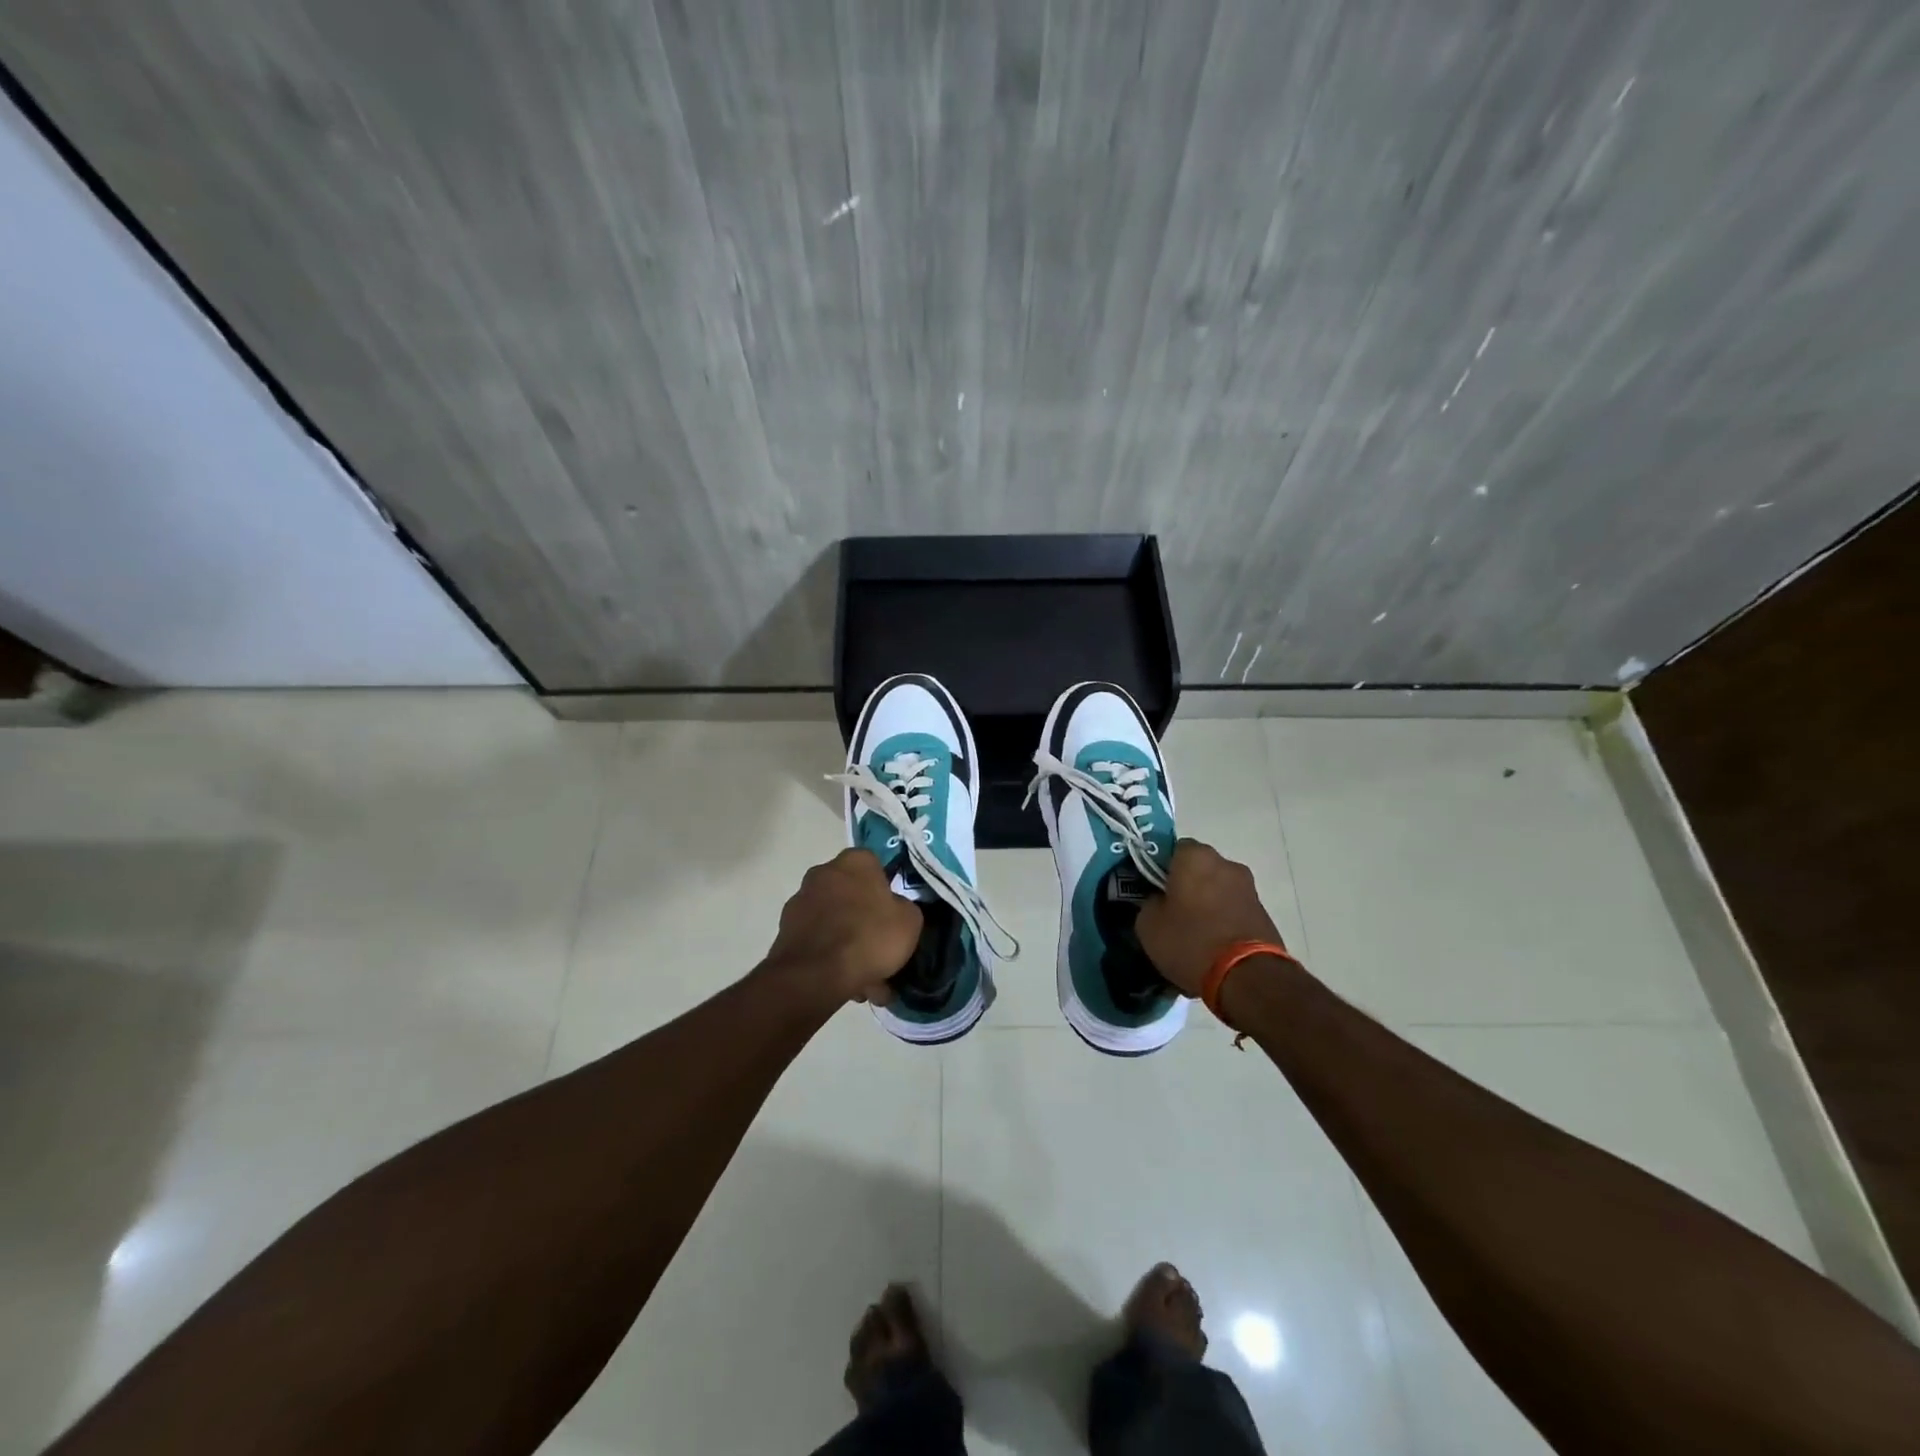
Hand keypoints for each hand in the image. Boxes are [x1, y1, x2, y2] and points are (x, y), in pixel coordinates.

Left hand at [765, 849, 922, 1004]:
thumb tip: (894, 909)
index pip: (875, 867)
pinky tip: (846, 984)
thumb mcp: (909, 921)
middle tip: (880, 950)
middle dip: (865, 921)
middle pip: (852, 896)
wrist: (815, 975)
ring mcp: (800, 901)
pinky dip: (830, 957)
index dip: (886, 891)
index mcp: (855, 861)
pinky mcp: (785, 930)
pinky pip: (819, 941)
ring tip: (866, 980)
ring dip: (848, 944)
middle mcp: (823, 872)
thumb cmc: (869, 937)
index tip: (893, 915)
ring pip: (835, 922)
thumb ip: (903, 908)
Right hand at [1135, 839, 1285, 995]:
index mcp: (1195, 856)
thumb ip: (1149, 903)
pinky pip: (1233, 909)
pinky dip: (1223, 919)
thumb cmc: (1190, 941)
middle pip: (1198, 868)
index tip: (1152, 889)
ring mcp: (1249, 888)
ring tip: (1193, 932)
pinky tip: (1213, 944)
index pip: (1172, 848)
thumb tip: (1158, 901)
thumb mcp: (1148, 925)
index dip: (1160, 867)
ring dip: (1206, 902)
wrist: (1248, 978)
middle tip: (1171, 911)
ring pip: (1217, 889)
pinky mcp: (1264, 913)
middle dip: (1186, 885)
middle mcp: (1226, 864)